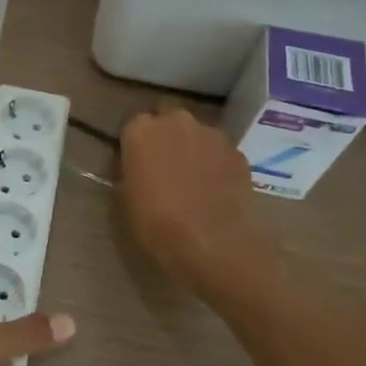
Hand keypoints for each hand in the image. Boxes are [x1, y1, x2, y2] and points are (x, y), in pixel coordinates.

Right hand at [118, 106, 282, 299]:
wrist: (212, 243)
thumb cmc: (156, 222)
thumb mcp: (126, 196)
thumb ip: (132, 169)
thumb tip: (139, 166)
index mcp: (141, 130)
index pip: (134, 125)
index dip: (137, 144)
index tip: (138, 162)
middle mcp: (177, 121)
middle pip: (169, 121)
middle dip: (167, 138)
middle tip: (165, 167)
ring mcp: (212, 135)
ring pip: (198, 135)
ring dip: (194, 149)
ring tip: (194, 181)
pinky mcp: (238, 153)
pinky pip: (220, 153)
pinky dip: (216, 164)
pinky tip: (216, 190)